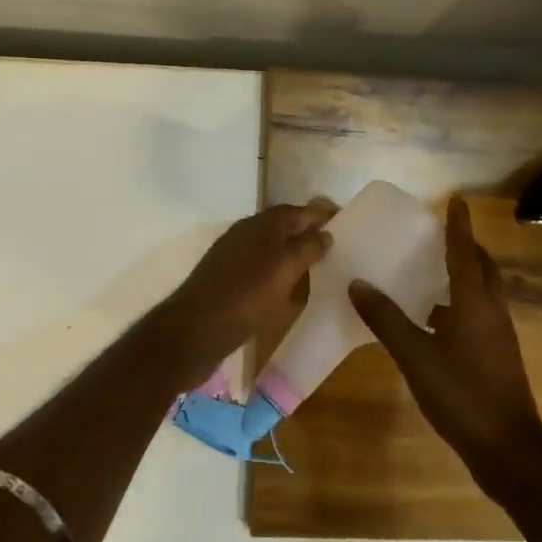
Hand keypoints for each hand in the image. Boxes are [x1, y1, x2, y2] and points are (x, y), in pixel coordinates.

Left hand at [160, 201, 335, 387]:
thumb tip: (325, 233)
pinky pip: (263, 272)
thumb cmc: (245, 296)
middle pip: (286, 228)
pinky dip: (280, 277)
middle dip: (311, 235)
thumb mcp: (284, 269)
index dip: (323, 215)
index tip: (348, 222)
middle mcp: (248, 233)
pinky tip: (290, 294)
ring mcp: (235, 257)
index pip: (300, 210)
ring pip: (274, 250)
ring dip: (296, 258)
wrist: (193, 331)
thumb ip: (307, 247)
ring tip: (322, 272)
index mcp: (263, 224)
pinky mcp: (228, 282)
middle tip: (340, 250)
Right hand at [350, 197, 541, 491]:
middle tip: (440, 235)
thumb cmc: (463, 395)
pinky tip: (437, 320)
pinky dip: (462, 304)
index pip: (465, 250)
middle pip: (482, 267)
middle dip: (466, 247)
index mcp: (474, 301)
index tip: (456, 199)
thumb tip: (357, 283)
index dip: (458, 224)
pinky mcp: (499, 356)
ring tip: (433, 272)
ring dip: (465, 276)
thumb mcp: (416, 356)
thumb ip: (386, 320)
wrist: (509, 451)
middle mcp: (492, 310)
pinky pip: (480, 314)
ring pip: (484, 292)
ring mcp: (499, 335)